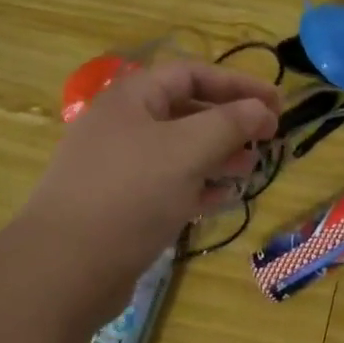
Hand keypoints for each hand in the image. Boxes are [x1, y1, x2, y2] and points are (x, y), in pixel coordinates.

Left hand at [24, 60, 278, 322]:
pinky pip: (169, 184)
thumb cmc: (130, 194)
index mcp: (132, 100)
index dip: (238, 84)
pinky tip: (223, 198)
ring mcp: (120, 168)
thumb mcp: (187, 150)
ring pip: (180, 151)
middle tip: (269, 138)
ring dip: (219, 156)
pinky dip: (199, 186)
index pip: (192, 74)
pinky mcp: (123, 205)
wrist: (66, 268)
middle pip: (187, 111)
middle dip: (230, 122)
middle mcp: (124, 127)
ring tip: (251, 168)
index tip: (278, 103)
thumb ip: (230, 124)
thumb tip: (263, 109)